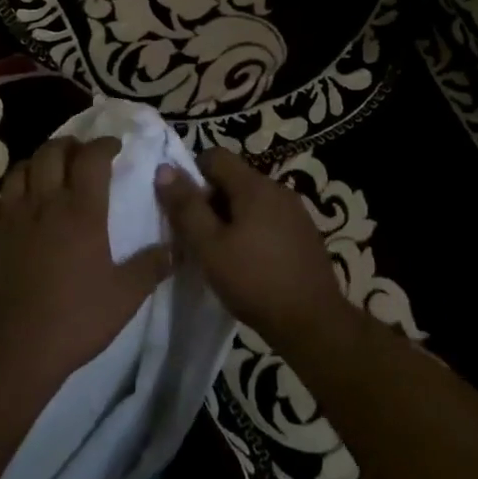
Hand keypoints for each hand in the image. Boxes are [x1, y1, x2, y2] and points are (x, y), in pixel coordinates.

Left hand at [0, 136, 171, 396]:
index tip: (114, 147)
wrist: (12, 351)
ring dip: (36, 165)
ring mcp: (8, 218)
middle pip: (51, 152)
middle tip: (80, 155)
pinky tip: (9, 210)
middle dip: (68, 145)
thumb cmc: (75, 321)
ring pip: (18, 171)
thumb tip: (176, 248)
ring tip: (46, 175)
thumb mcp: (125, 297)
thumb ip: (151, 267)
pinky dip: (2, 199)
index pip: (92, 158)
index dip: (104, 145)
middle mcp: (43, 204)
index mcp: (81, 211)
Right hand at [154, 149, 345, 338]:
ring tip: (219, 253)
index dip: (192, 175)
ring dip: (230, 219)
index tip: (184, 209)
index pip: (215, 156)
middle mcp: (278, 190)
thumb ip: (186, 206)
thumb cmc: (254, 280)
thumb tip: (164, 168)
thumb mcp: (209, 246)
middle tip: (196, 237)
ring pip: (250, 202)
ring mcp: (296, 213)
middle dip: (209, 201)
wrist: (313, 322)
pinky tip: (247, 263)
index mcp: (255, 186)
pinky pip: (268, 220)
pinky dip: (251, 232)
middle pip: (233, 179)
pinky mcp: (304, 235)